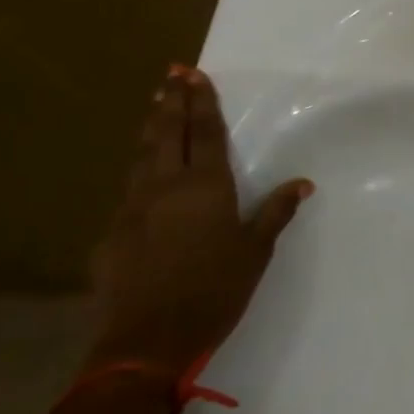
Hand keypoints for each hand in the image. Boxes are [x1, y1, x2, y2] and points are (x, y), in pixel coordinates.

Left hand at [86, 67, 311, 377]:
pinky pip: (130, 191)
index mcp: (205, 188)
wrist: (147, 339)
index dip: (200, 102)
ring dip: (150, 130)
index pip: (204, 134)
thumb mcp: (256, 251)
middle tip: (171, 75)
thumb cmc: (216, 289)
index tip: (194, 74)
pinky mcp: (111, 233)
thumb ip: (276, 212)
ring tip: (154, 107)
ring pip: (141, 158)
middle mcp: (164, 188)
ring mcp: (131, 209)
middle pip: (166, 135)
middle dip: (170, 102)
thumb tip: (302, 183)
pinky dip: (140, 171)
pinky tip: (145, 175)